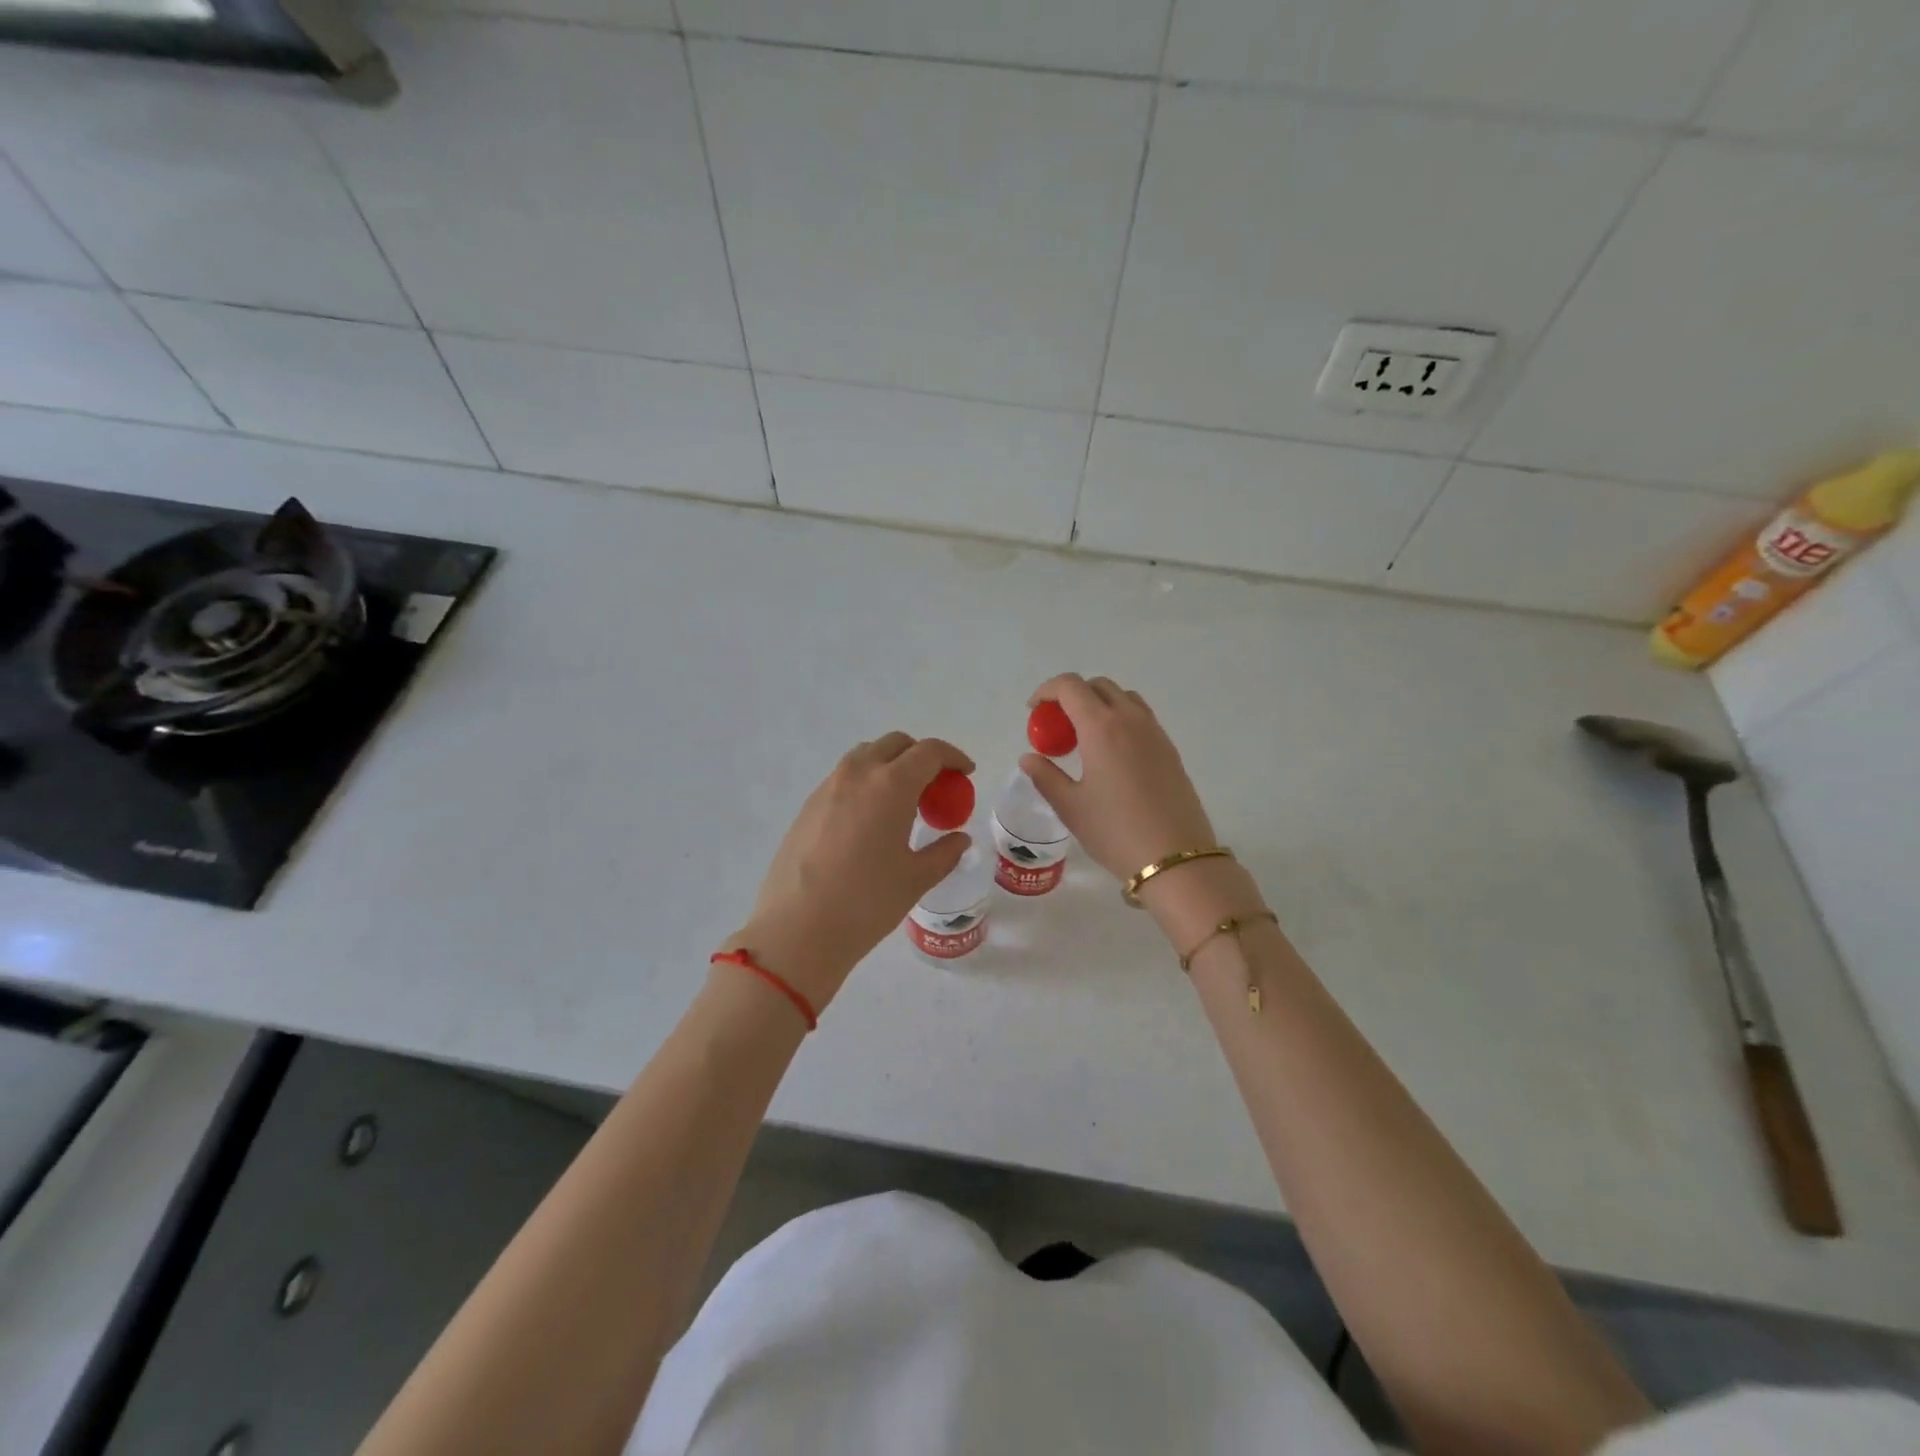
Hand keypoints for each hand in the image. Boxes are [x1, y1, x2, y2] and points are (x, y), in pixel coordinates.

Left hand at [724, 733, 973, 1010]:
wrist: (797, 929)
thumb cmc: (866, 902)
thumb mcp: (916, 879)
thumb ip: (944, 853)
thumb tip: (959, 839)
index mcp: (891, 785)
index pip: (929, 752)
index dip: (953, 757)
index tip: (965, 774)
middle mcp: (857, 774)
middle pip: (895, 744)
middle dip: (921, 756)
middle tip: (935, 788)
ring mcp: (827, 787)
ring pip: (865, 757)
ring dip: (890, 766)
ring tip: (902, 803)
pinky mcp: (807, 806)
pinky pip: (843, 779)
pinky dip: (865, 784)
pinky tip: (870, 822)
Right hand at [1021, 674, 1263, 946]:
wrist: (1174, 857)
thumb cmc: (1114, 831)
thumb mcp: (1070, 806)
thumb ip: (1045, 776)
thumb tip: (1028, 758)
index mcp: (1101, 727)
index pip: (1070, 686)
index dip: (1047, 690)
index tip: (1034, 711)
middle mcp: (1130, 719)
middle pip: (1099, 686)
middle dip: (1073, 695)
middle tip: (1057, 726)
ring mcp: (1155, 732)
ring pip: (1124, 698)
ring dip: (1099, 704)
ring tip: (1084, 737)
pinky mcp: (1170, 749)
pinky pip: (1141, 718)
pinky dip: (1120, 720)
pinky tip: (1111, 755)